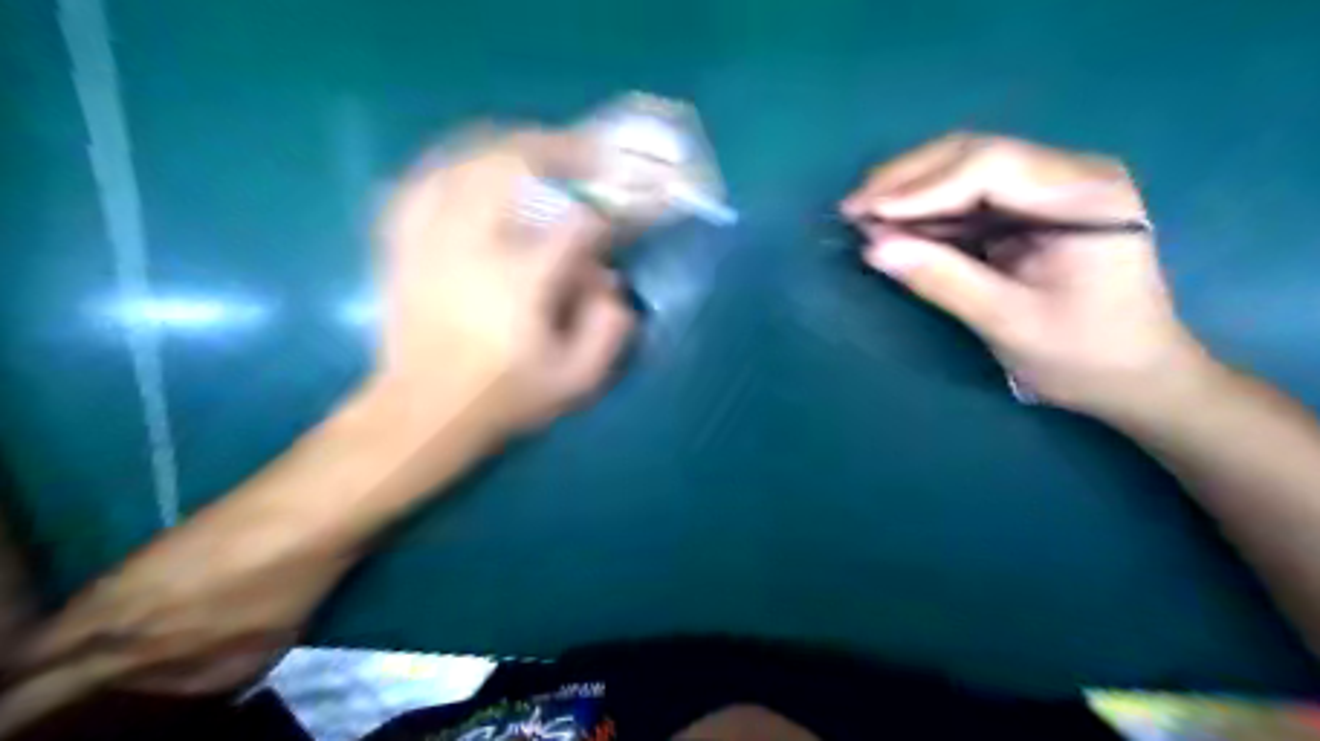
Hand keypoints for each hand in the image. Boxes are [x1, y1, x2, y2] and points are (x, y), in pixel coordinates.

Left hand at [371, 126, 640, 443]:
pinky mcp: (405, 245)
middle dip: (558, 149)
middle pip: (514, 164)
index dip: (608, 215)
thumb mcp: (575, 382)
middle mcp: (474, 244)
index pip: (578, 223)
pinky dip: (450, 167)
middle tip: (584, 152)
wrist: (422, 413)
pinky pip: (422, 183)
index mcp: (523, 279)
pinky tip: (467, 168)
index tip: (621, 219)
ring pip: (465, 161)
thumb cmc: (503, 398)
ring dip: (506, 147)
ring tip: (534, 149)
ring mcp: (432, 239)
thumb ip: (609, 331)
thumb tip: (611, 281)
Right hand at [846, 135, 1202, 416]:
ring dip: (910, 191)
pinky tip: (892, 224)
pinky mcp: (1028, 210)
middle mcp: (1069, 174)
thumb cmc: (1084, 355)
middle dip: (907, 179)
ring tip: (861, 215)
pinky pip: (966, 197)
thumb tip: (873, 248)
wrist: (1135, 378)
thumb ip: (941, 280)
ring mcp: (1048, 188)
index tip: (866, 213)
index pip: (990, 167)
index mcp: (1084, 194)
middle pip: (973, 154)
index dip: (921, 187)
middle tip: (852, 207)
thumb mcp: (1008, 321)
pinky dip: (925, 210)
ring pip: (964, 169)